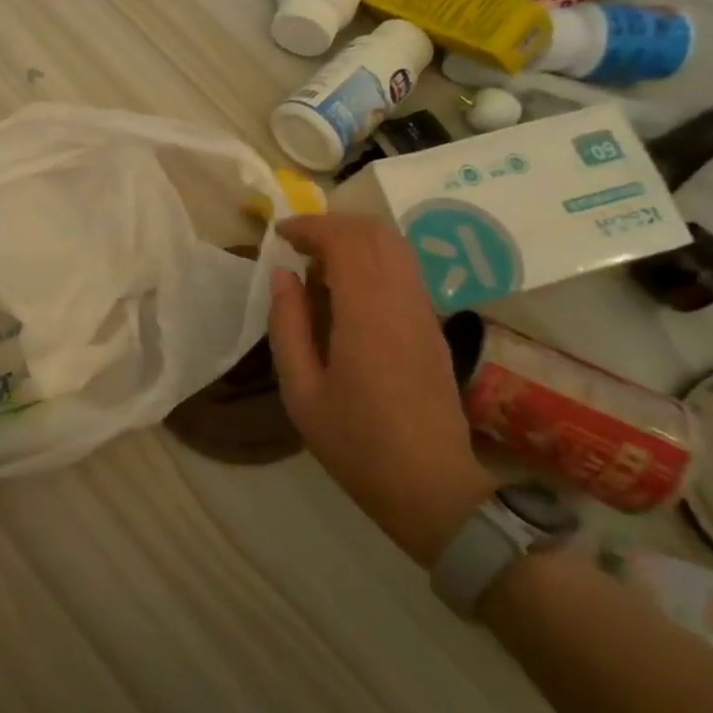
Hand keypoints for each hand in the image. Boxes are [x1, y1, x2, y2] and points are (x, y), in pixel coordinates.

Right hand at [267, 214, 493, 566]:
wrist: (431, 487)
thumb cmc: (355, 444)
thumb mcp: (301, 392)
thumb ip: (288, 326)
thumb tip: (283, 276)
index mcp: (367, 317)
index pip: (346, 241)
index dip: (310, 226)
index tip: (279, 234)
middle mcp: (402, 303)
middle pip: (376, 233)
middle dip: (333, 225)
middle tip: (297, 244)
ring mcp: (424, 313)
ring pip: (396, 247)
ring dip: (355, 240)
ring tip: (319, 265)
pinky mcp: (433, 327)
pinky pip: (404, 271)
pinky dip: (373, 260)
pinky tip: (347, 291)